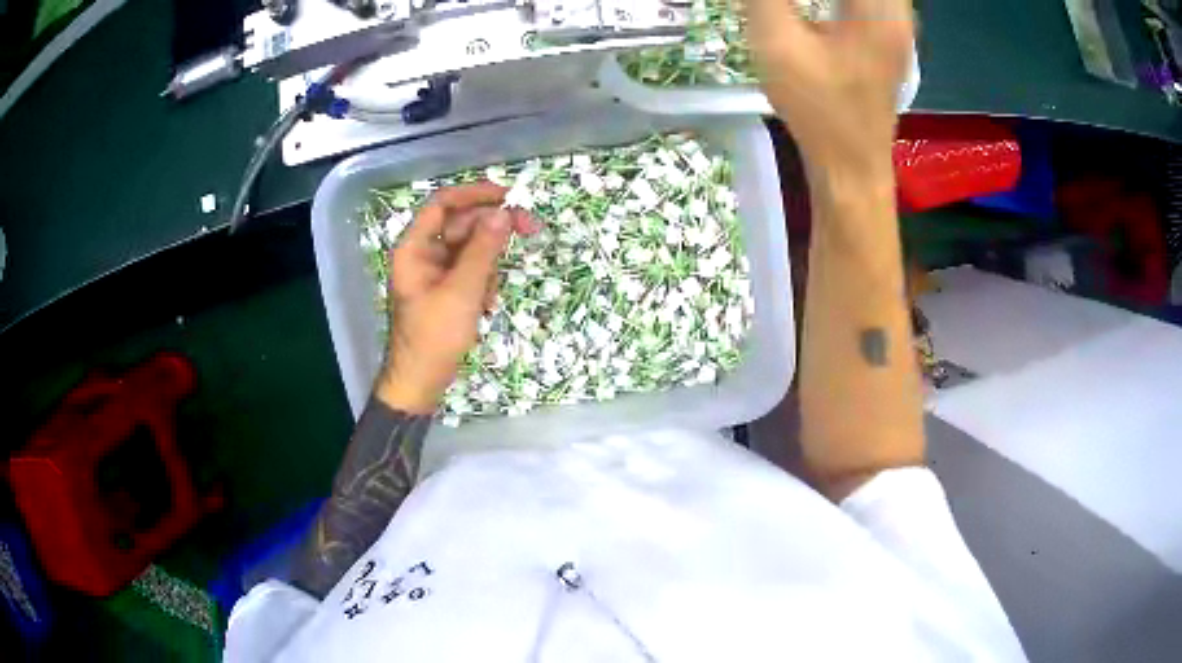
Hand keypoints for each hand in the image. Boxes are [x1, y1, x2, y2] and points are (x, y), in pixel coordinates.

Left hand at [376, 182, 536, 412]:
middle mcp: (424, 253)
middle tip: (531, 229)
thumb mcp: (462, 291)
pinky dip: (484, 282)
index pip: (443, 204)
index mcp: (415, 248)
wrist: (422, 382)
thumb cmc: (435, 336)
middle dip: (493, 231)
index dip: (475, 193)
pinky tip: (485, 306)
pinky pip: (472, 271)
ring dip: (489, 265)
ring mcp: (435, 272)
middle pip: (463, 225)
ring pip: (472, 249)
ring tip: (489, 296)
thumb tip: (503, 213)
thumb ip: (483, 250)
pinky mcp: (447, 289)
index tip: (509, 196)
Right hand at [745, 0, 913, 180]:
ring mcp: (898, 22)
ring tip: (797, 5)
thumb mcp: (777, 41)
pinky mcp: (889, 33)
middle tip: (786, 2)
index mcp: (878, 6)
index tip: (782, 1)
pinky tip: (818, 5)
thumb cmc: (818, 108)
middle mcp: (897, 8)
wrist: (851, 165)